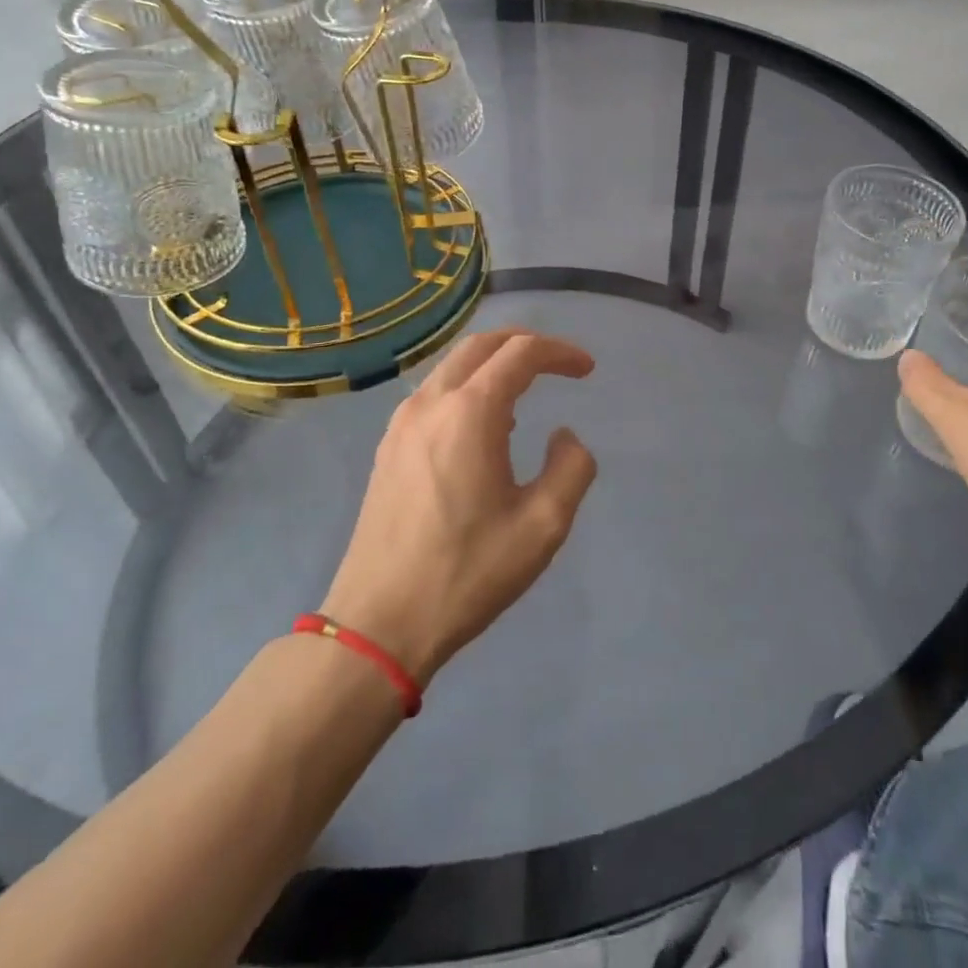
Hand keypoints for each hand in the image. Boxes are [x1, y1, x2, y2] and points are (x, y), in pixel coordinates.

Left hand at [322, 329, 597, 683]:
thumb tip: (564, 436)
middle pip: (482, 344)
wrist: (379, 624)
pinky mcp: (389, 446)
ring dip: (494, 363)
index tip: (588, 371)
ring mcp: (402, 423)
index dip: (561, 353)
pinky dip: (468, 386)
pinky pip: (435, 393)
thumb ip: (571, 468)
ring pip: (453, 365)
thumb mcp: (543, 526)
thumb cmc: (467, 573)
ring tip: (527, 391)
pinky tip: (485, 425)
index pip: (521, 353)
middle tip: (560, 364)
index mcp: (470, 413)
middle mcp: (431, 403)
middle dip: (526, 344)